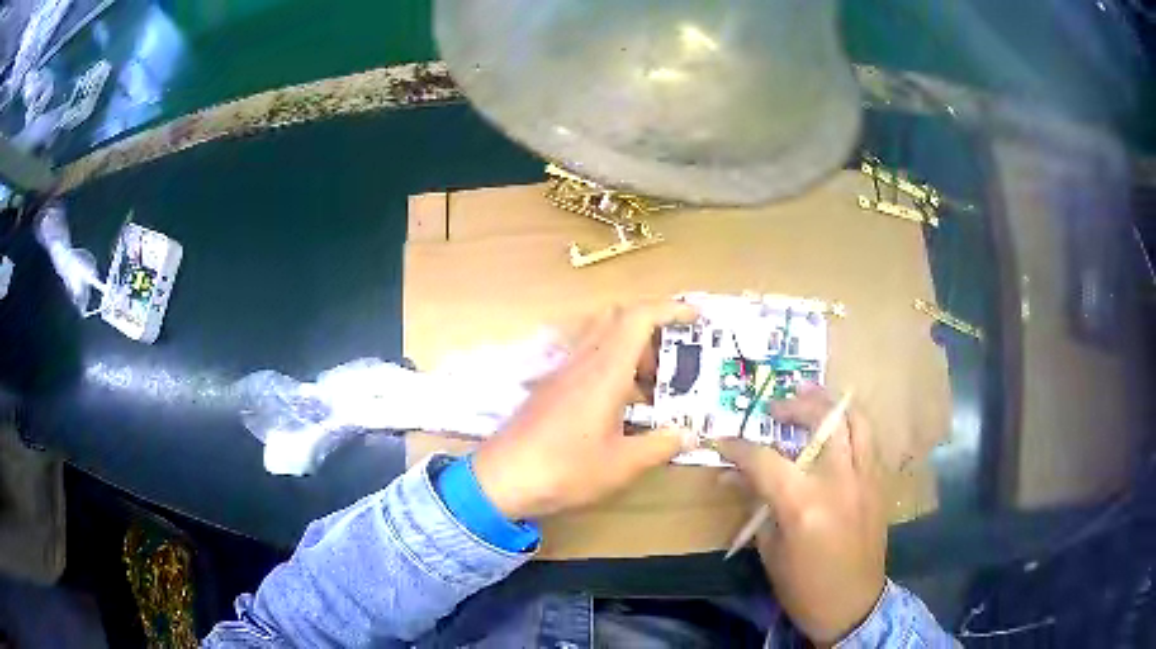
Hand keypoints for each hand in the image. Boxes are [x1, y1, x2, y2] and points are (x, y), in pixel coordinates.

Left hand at [472, 301, 697, 520]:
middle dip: (652, 333)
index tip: (696, 317)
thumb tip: (689, 434)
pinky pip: (587, 359)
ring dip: (630, 352)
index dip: (670, 309)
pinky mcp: (550, 387)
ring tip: (650, 393)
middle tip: (671, 366)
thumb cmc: (564, 469)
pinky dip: (611, 368)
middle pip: (618, 319)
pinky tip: (618, 408)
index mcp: (604, 372)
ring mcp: (563, 372)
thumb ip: (659, 445)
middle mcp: (582, 361)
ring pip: (602, 338)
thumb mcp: (621, 464)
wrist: (501, 479)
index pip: (638, 317)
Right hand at [717, 386, 885, 645]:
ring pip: (855, 420)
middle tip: (774, 408)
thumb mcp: (770, 549)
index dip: (737, 447)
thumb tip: (731, 478)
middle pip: (821, 421)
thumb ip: (755, 505)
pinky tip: (836, 429)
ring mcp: (864, 478)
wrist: (852, 604)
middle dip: (794, 407)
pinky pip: (868, 440)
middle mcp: (838, 480)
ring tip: (810, 398)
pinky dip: (850, 425)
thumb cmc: (803, 586)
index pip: (764, 460)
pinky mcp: (879, 483)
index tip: (721, 441)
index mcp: (803, 504)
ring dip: (830, 404)